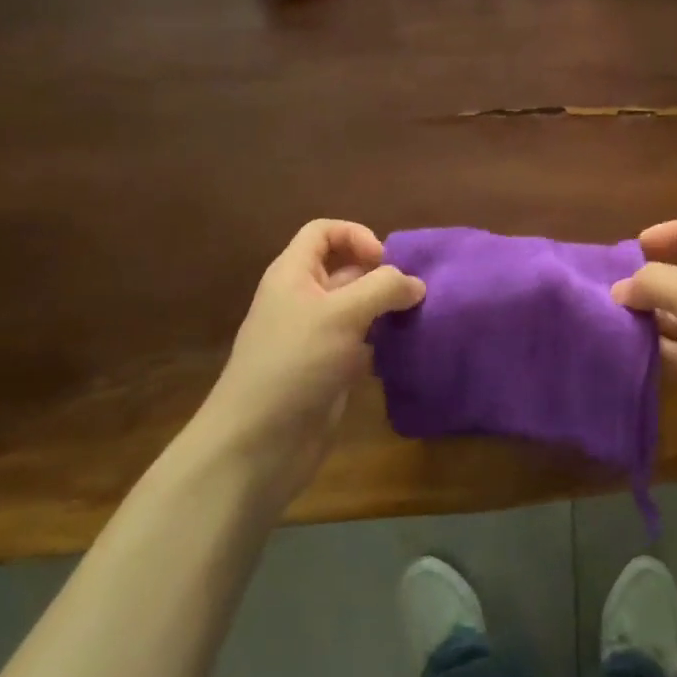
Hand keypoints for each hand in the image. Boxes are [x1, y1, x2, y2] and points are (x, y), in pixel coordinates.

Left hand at [196, 220, 423, 500]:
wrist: (257, 445)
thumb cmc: (295, 364)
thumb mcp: (343, 313)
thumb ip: (384, 288)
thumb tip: (416, 284)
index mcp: (294, 274)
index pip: (324, 232)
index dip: (356, 235)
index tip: (385, 262)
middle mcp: (303, 299)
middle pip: (346, 269)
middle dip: (382, 275)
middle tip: (414, 294)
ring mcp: (316, 337)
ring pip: (359, 308)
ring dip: (387, 310)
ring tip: (419, 318)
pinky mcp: (329, 370)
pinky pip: (362, 343)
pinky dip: (384, 342)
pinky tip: (406, 351)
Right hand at [612, 219, 676, 500]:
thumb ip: (655, 283)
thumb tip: (619, 289)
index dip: (673, 232)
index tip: (636, 244)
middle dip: (648, 275)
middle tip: (607, 283)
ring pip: (671, 313)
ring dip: (642, 311)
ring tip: (603, 313)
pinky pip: (668, 349)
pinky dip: (645, 344)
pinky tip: (618, 344)